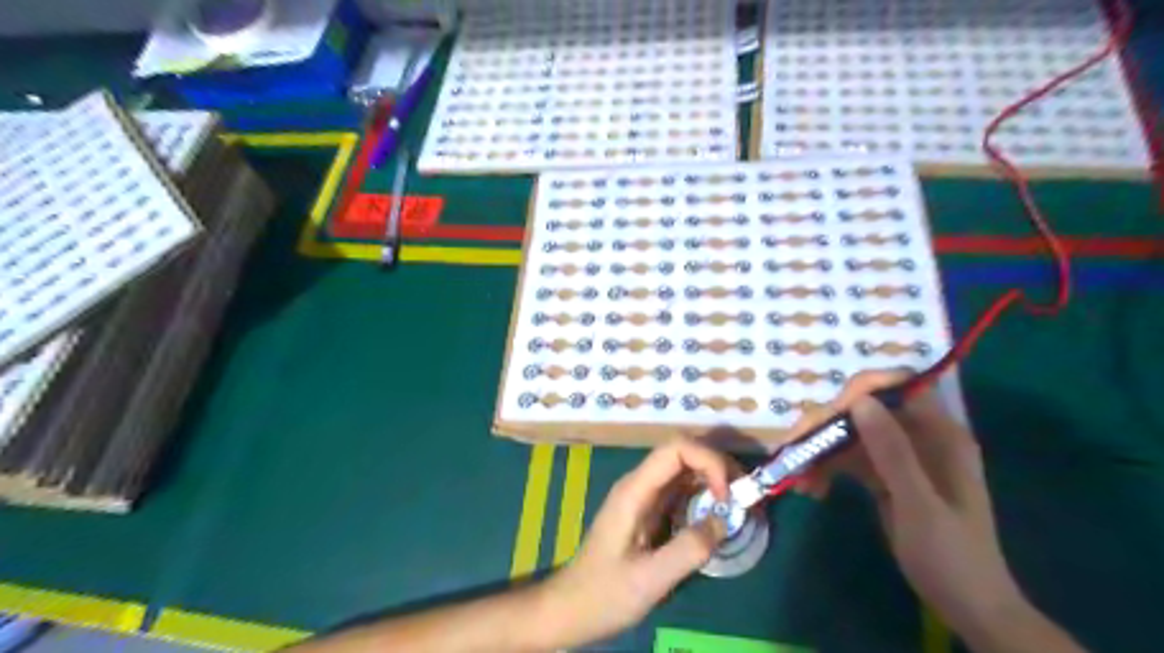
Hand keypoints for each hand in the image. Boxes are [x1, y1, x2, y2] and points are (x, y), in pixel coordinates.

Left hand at [541, 437, 729, 643]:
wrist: (571, 608)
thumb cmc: (605, 594)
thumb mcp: (649, 579)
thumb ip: (688, 549)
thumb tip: (725, 521)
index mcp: (635, 490)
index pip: (675, 448)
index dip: (708, 461)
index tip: (727, 496)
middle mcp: (640, 484)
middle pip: (683, 453)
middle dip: (718, 466)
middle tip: (745, 496)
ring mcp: (644, 497)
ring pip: (685, 470)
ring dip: (715, 479)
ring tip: (740, 504)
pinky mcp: (650, 512)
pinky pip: (682, 491)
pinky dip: (706, 496)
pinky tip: (720, 516)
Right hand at [806, 372, 1021, 636]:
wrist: (966, 606)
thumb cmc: (951, 556)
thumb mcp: (918, 505)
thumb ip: (892, 452)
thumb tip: (860, 401)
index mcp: (940, 435)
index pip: (898, 388)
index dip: (861, 391)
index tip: (827, 415)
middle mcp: (918, 437)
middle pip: (865, 411)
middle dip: (827, 426)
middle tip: (794, 447)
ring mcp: (900, 457)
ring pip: (850, 435)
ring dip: (821, 451)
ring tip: (798, 479)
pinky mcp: (884, 476)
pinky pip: (849, 460)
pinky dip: (828, 470)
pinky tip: (812, 489)